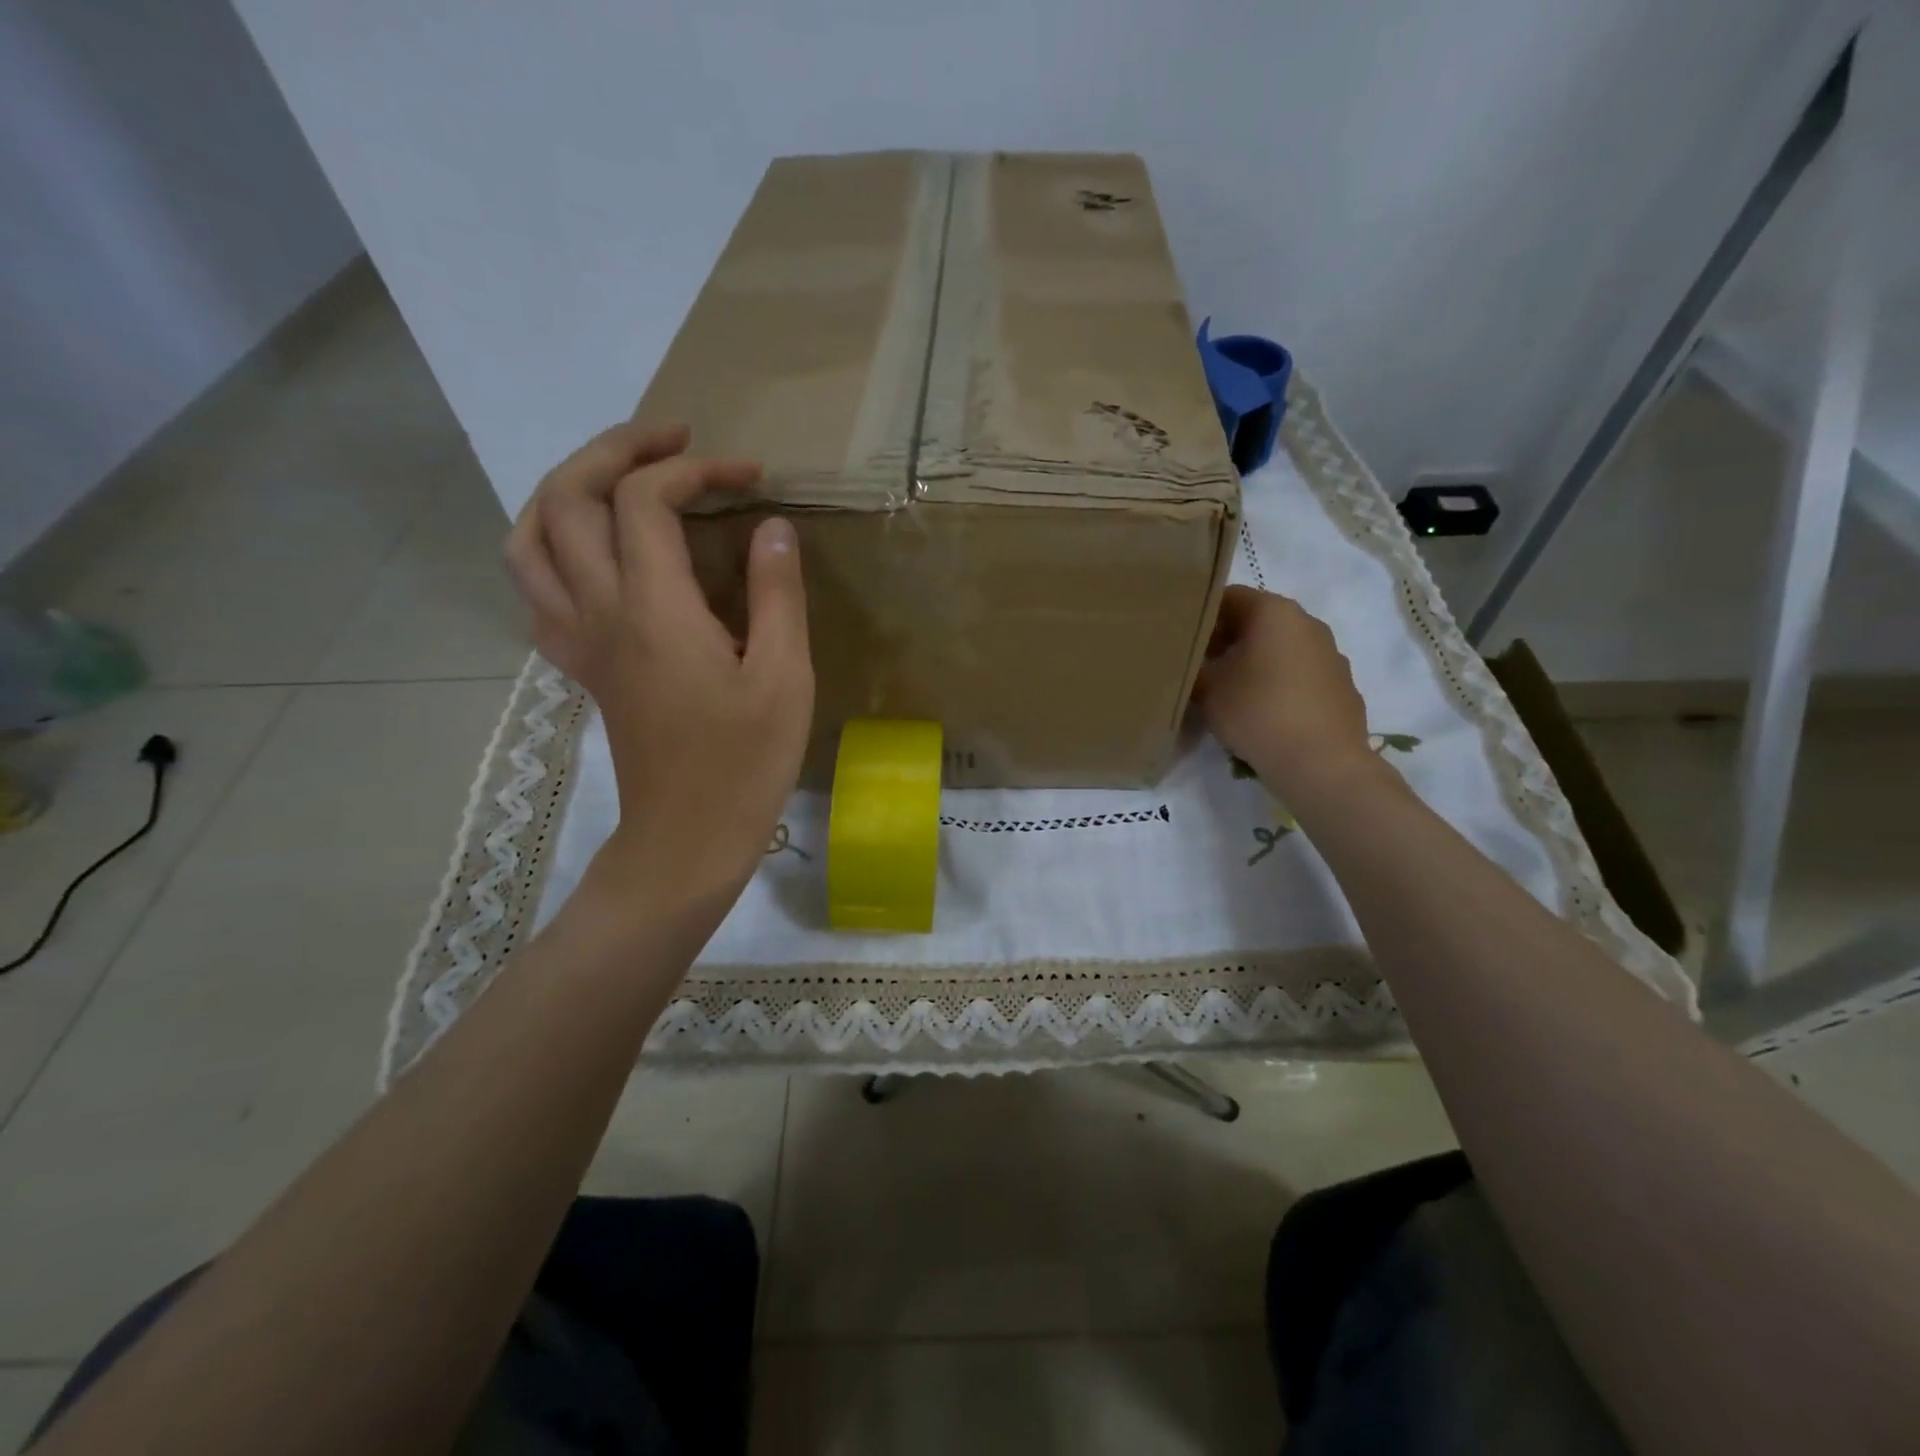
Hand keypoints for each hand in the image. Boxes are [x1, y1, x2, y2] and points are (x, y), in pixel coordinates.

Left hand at [507, 422, 813, 927]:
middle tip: (673, 441)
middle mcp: (599, 611)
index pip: (644, 501)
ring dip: (566, 490)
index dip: (694, 470)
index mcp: (653, 610)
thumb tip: (771, 527)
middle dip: (615, 450)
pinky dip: (552, 549)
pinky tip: (594, 555)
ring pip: (529, 539)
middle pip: (566, 498)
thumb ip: (776, 595)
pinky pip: (536, 590)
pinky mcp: (580, 667)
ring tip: (617, 480)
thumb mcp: (784, 679)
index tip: (749, 477)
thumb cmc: (744, 764)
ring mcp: (578, 640)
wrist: (685, 839)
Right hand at [1193, 586, 1377, 801]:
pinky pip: (1301, 674)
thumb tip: (1189, 665)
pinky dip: (1280, 683)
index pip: (1228, 596)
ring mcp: (1331, 654)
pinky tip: (1264, 712)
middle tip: (1201, 667)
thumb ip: (1193, 668)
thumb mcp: (1207, 689)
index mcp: (1274, 611)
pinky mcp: (1342, 685)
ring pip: (1281, 647)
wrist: (1320, 762)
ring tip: (1231, 692)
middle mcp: (1307, 622)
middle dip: (1227, 639)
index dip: (1201, 616)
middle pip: (1257, 620)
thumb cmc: (1257, 712)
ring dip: (1255, 661)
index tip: (1183, 640)